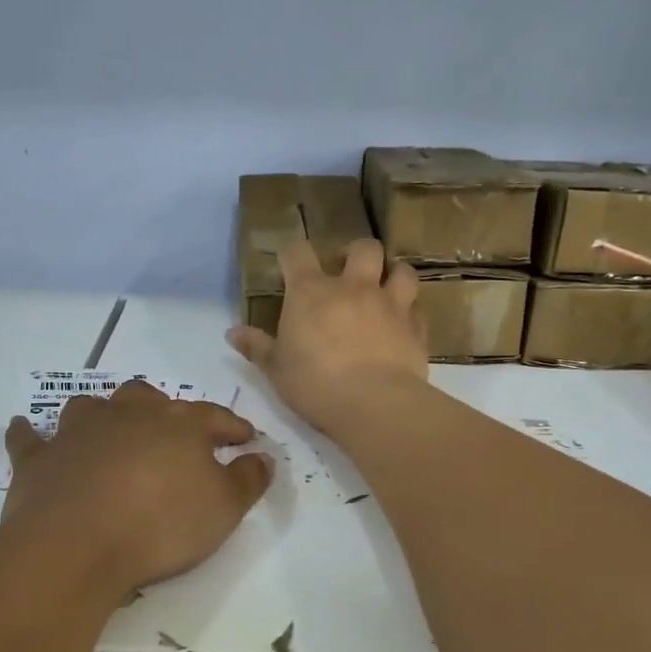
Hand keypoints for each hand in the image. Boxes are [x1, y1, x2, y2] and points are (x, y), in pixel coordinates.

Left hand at [2, 380, 272, 600]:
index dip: (233, 427)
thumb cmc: (160, 524)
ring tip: (110, 428)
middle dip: (163, 411)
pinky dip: (31, 433)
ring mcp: (78, 432)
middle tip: (172, 431)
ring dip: (103, 414)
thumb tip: (262, 456)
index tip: (246, 438)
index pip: (214, 417)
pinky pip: (31, 437)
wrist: (77, 544)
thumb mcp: (224, 509)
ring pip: (92, 407)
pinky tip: (27, 429)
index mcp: (176, 423)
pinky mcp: (39, 458)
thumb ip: (248, 479)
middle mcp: (127, 415)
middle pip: (148, 399)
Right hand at [227, 238, 428, 436]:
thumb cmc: (314, 384)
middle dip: (356, 253)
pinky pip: (417, 310)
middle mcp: (353, 287)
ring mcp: (390, 304)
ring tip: (385, 289)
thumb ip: (257, 347)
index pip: (297, 252)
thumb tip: (232, 333)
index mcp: (311, 292)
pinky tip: (402, 326)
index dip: (291, 252)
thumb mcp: (276, 369)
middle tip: (348, 272)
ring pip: (401, 270)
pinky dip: (410, 313)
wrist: (373, 404)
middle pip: (363, 247)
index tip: (288, 264)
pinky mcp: (416, 328)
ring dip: (393, 274)